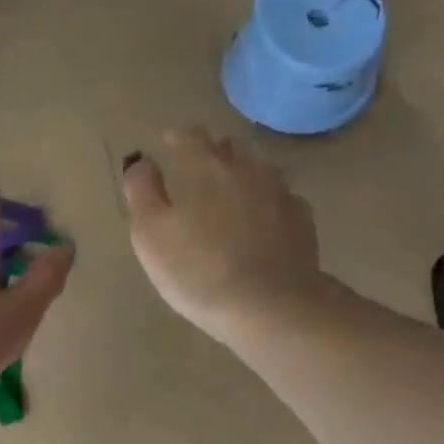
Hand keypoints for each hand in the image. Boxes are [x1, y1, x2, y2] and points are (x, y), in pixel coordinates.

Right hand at [122, 128, 324, 343]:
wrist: (269, 306)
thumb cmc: (197, 271)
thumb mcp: (150, 234)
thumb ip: (141, 191)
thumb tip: (141, 162)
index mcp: (206, 166)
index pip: (190, 136)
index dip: (177, 139)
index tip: (168, 145)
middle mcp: (247, 168)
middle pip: (228, 147)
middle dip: (211, 154)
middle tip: (197, 172)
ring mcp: (280, 192)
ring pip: (259, 170)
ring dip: (243, 175)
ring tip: (231, 194)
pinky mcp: (302, 220)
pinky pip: (282, 199)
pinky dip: (268, 203)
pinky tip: (263, 221)